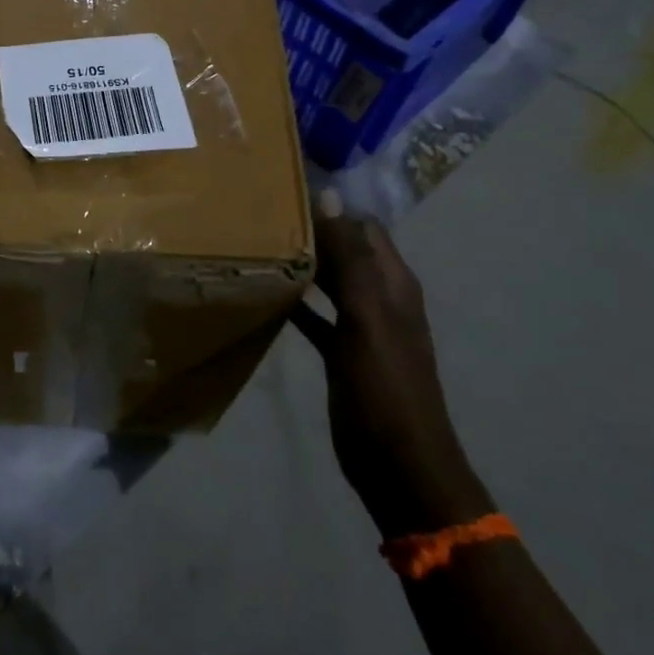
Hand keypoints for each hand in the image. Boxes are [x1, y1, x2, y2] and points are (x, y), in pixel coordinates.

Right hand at [290, 201, 490, 538]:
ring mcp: (360, 326)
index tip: (283, 191)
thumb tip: (330, 198)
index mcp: (392, 283)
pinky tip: (265, 294)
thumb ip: (351, 260)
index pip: (362, 227)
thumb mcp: (368, 319)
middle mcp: (378, 297)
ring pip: (328, 280)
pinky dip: (295, 301)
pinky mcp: (342, 352)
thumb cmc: (385, 388)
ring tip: (256, 244)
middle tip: (259, 214)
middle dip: (310, 231)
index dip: (330, 207)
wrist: (398, 463)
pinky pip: (316, 315)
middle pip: (344, 250)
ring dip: (301, 264)